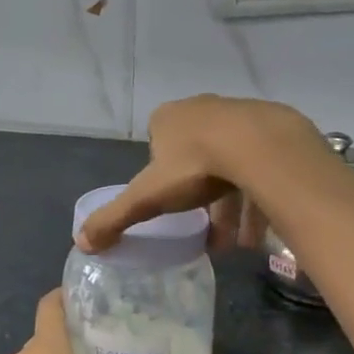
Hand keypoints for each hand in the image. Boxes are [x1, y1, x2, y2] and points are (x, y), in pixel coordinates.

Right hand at [76, 95, 325, 253]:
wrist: (260, 146)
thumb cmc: (195, 166)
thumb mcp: (147, 197)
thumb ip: (114, 218)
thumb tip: (80, 242)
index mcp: (168, 118)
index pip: (158, 145)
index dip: (162, 177)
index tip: (171, 204)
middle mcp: (202, 109)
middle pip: (197, 158)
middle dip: (200, 198)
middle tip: (207, 232)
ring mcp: (240, 115)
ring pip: (231, 165)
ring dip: (232, 206)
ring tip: (237, 243)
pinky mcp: (272, 128)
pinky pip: (261, 166)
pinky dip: (258, 198)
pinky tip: (260, 231)